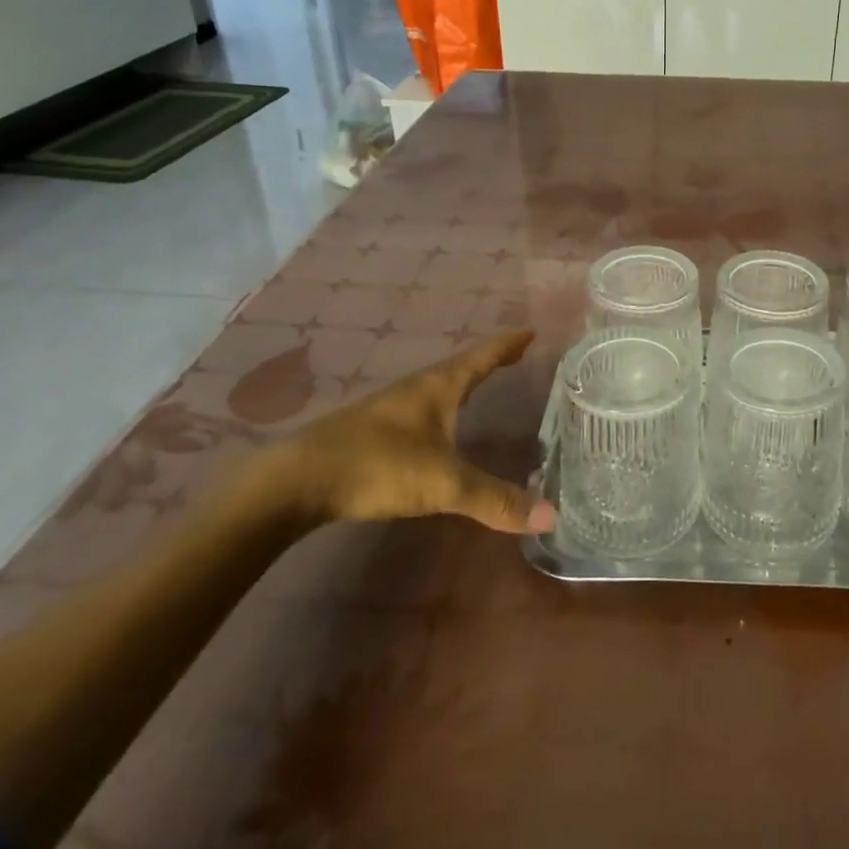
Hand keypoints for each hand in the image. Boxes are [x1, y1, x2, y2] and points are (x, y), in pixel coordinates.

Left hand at [280, 331, 555, 534]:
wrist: (298, 480)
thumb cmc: (379, 465)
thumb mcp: (443, 484)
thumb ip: (494, 500)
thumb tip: (550, 516)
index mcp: (438, 387)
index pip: (482, 357)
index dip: (507, 345)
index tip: (531, 332)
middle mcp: (416, 389)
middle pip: (460, 367)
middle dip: (489, 360)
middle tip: (516, 355)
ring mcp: (390, 408)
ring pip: (437, 386)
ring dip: (463, 382)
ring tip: (483, 385)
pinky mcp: (372, 430)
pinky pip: (420, 408)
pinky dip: (442, 407)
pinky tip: (438, 425)